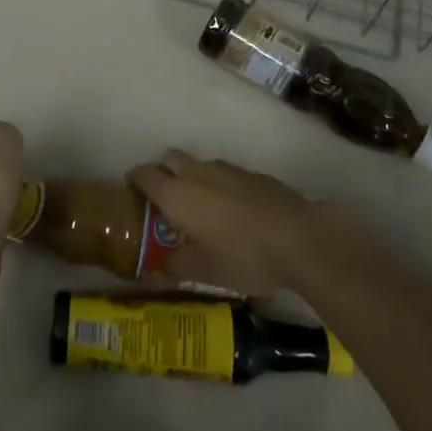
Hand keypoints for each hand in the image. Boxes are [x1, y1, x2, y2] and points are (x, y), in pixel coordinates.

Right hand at [127, 149, 318, 295]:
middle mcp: (198, 173)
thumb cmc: (243, 256)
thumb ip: (174, 267)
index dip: (135, 180)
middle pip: (170, 158)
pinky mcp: (254, 175)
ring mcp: (228, 170)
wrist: (300, 238)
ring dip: (192, 178)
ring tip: (200, 208)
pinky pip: (226, 173)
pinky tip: (232, 212)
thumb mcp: (204, 271)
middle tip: (163, 199)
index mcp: (178, 193)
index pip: (145, 174)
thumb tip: (152, 272)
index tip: (131, 193)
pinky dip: (219, 185)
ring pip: (199, 164)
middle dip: (162, 172)